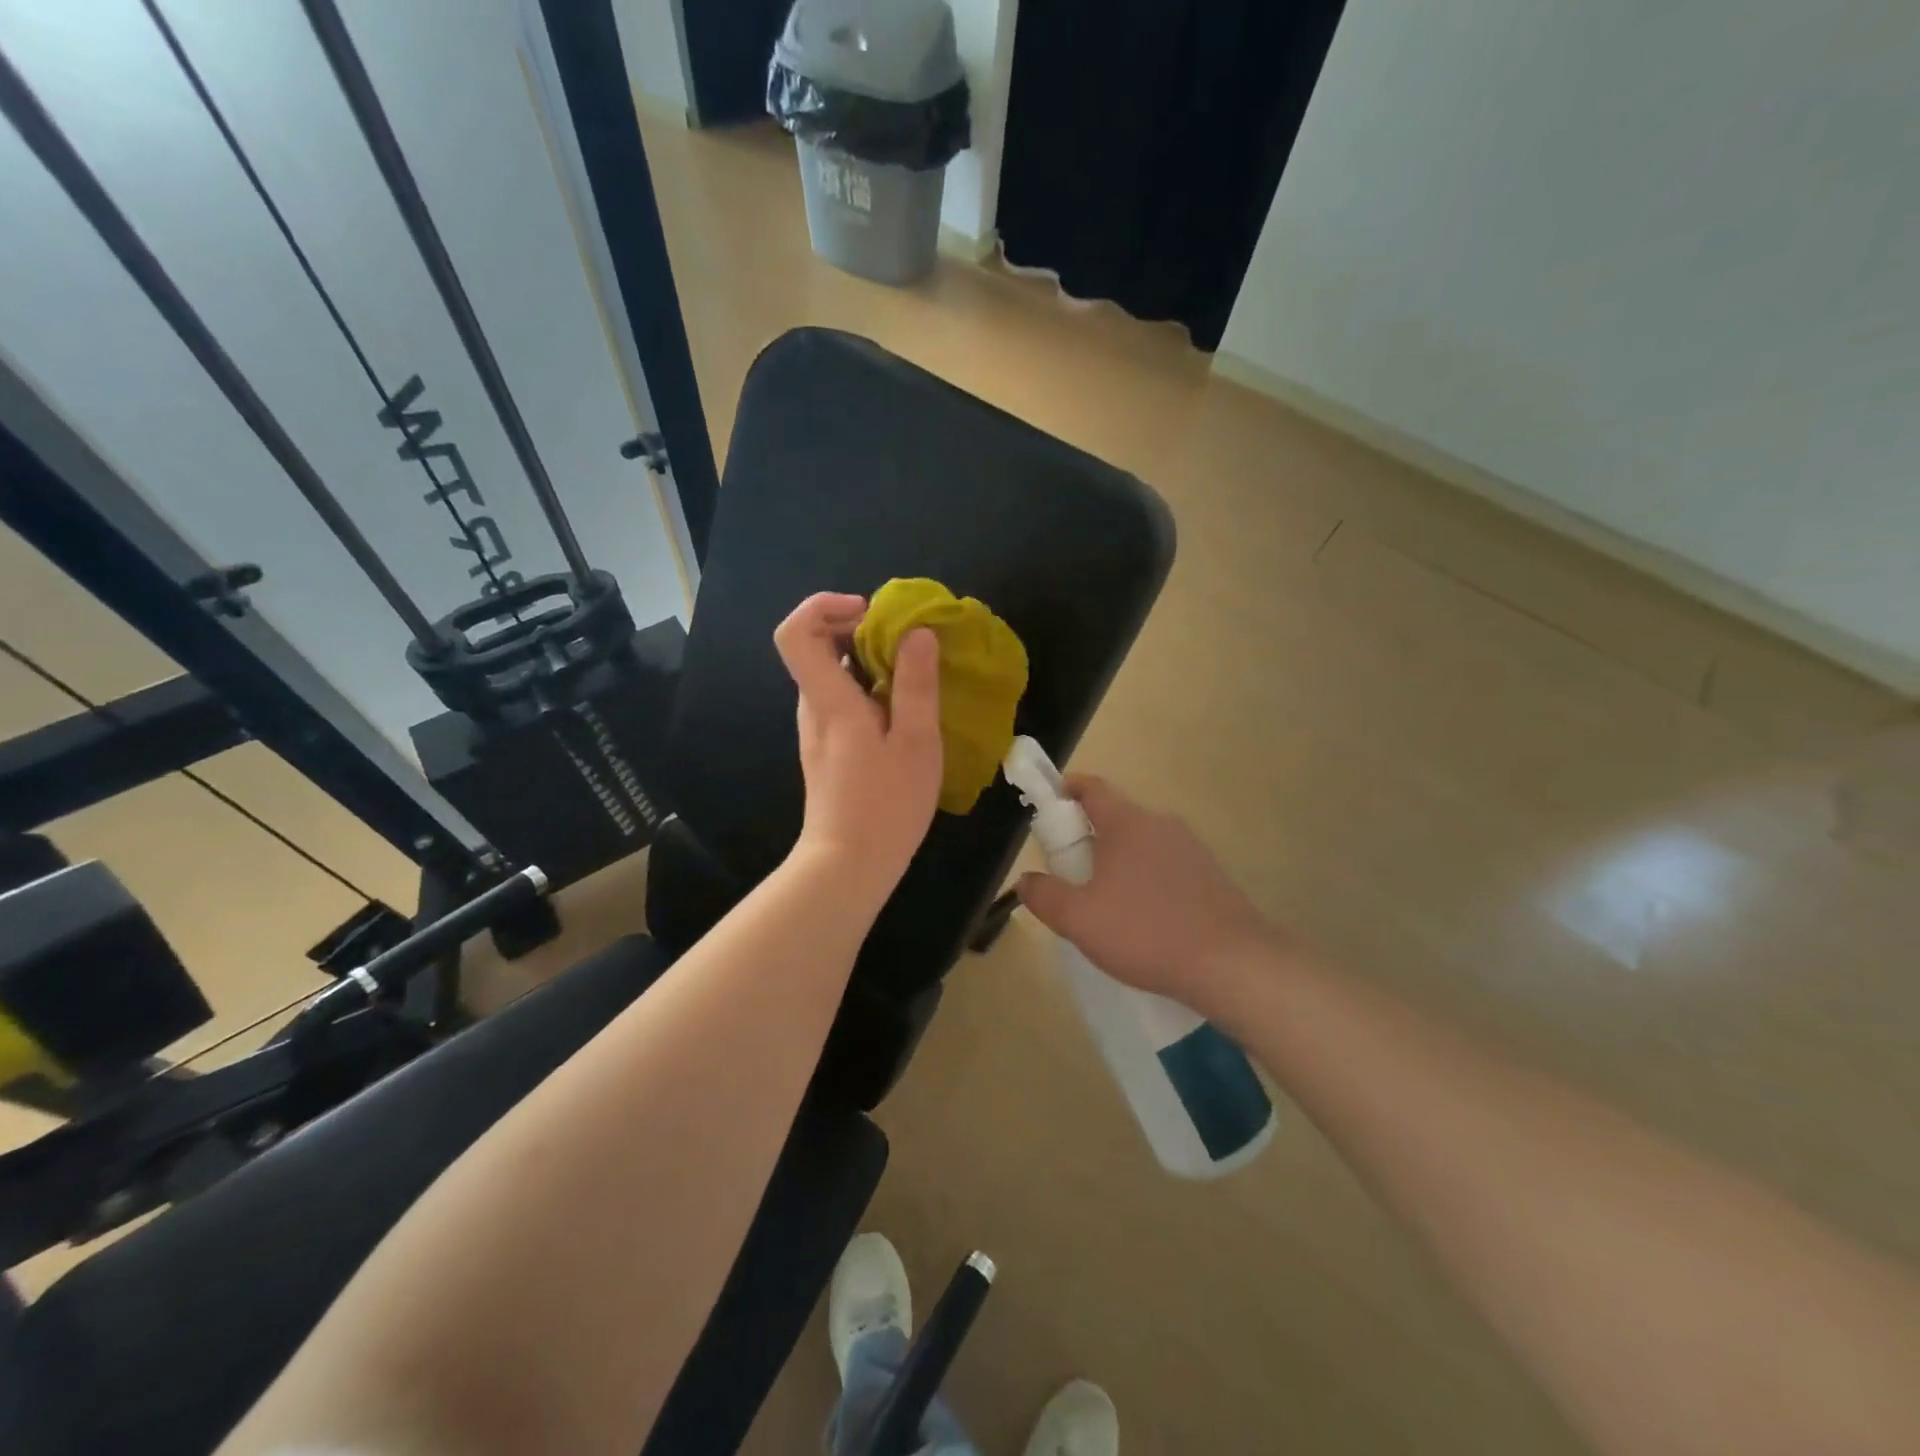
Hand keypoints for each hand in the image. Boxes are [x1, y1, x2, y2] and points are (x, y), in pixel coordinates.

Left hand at [775, 592, 942, 904]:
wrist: (848, 866)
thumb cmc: (886, 806)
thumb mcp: (916, 743)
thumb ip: (916, 685)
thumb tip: (917, 632)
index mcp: (829, 700)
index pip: (795, 632)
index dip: (823, 606)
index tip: (868, 612)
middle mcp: (814, 709)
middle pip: (817, 648)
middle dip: (859, 631)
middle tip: (907, 644)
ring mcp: (817, 731)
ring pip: (833, 676)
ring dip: (869, 663)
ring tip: (914, 678)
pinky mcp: (828, 751)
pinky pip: (842, 702)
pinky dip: (869, 691)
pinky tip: (904, 715)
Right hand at [1017, 776, 1273, 1010]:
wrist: (1231, 964)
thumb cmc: (1145, 932)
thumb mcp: (1079, 920)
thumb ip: (1045, 896)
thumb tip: (1025, 880)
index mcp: (1128, 823)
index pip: (1093, 788)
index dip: (1068, 788)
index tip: (1051, 800)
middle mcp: (1162, 825)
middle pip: (1117, 816)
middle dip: (1090, 834)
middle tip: (1070, 867)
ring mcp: (1192, 849)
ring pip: (1144, 843)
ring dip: (1120, 859)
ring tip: (1106, 899)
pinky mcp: (1212, 876)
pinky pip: (1167, 866)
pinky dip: (1148, 879)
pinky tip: (1145, 918)